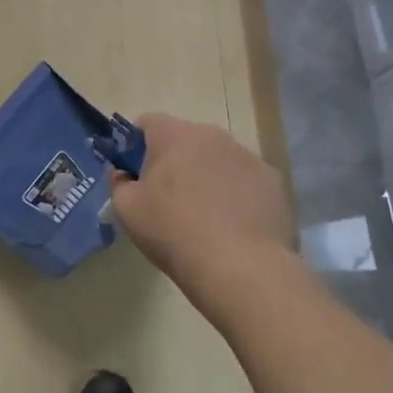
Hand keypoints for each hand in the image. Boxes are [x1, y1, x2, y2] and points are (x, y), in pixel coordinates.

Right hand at [109, 115, 300, 315]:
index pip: (147, 123)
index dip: (136, 146)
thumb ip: (118, 183)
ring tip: (205, 217)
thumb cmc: (174, 232)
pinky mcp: (273, 181)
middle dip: (175, 161)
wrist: (242, 269)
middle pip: (185, 139)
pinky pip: (245, 179)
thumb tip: (124, 175)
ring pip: (217, 158)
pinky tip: (234, 225)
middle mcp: (212, 135)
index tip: (136, 175)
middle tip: (168, 199)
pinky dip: (236, 194)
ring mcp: (247, 156)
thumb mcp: (127, 210)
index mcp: (174, 135)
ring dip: (207, 176)